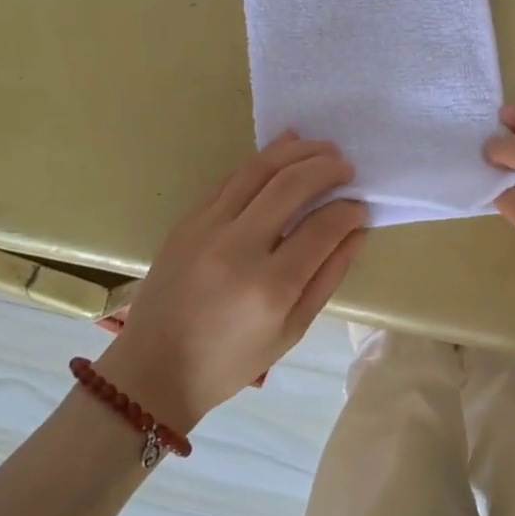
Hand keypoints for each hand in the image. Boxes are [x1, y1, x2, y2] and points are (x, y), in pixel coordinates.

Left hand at [97, 134, 366, 430]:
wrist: (154, 367)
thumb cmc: (230, 361)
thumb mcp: (292, 330)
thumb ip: (328, 276)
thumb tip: (355, 230)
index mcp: (269, 287)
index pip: (321, 228)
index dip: (348, 211)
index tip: (360, 206)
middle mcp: (237, 248)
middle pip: (290, 185)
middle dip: (326, 168)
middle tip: (347, 167)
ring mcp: (206, 228)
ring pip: (257, 169)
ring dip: (296, 151)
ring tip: (322, 148)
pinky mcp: (188, 219)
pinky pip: (231, 178)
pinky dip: (262, 159)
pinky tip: (285, 148)